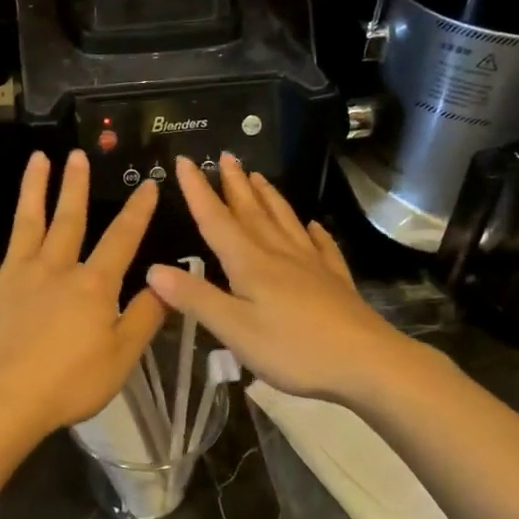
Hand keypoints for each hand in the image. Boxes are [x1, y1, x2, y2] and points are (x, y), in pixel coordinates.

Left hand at [0, 151, 166, 440]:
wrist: (5, 401)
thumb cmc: (70, 383)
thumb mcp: (122, 356)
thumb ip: (145, 316)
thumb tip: (166, 282)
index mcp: (92, 285)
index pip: (122, 239)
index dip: (138, 211)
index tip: (149, 183)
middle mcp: (54, 268)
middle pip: (69, 220)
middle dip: (76, 186)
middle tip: (78, 155)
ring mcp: (14, 276)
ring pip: (25, 223)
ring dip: (32, 190)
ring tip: (37, 159)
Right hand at [145, 155, 418, 403]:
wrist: (366, 363)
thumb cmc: (294, 349)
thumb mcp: (234, 329)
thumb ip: (195, 298)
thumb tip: (153, 269)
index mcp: (250, 264)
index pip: (216, 220)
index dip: (198, 191)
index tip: (186, 161)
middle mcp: (279, 255)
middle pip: (252, 212)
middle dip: (235, 185)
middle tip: (226, 155)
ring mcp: (311, 266)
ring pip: (285, 222)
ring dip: (269, 197)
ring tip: (259, 176)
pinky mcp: (334, 281)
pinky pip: (322, 247)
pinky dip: (315, 233)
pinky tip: (314, 226)